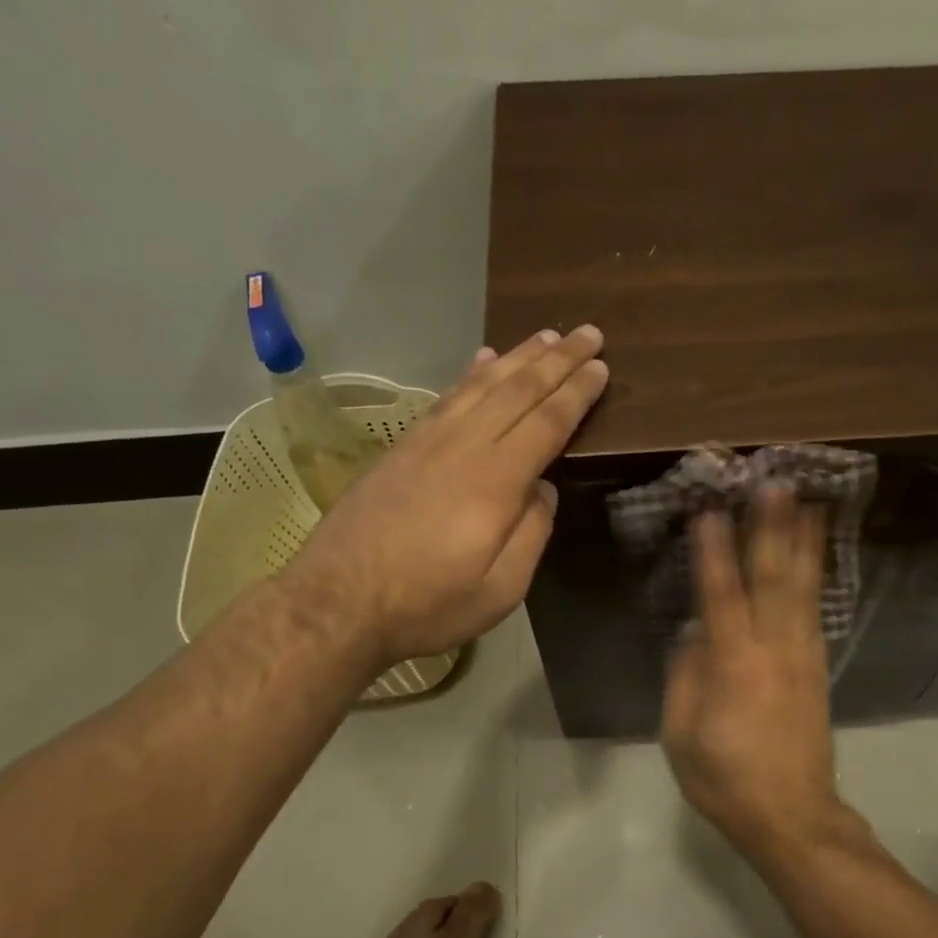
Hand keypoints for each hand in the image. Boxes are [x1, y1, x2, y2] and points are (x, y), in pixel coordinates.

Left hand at [283, 326, 607, 664]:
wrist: (336, 603)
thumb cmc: (427, 604)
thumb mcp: (500, 590)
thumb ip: (531, 534)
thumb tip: (544, 490)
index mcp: (495, 482)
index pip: (547, 423)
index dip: (576, 393)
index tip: (601, 367)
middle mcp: (464, 447)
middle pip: (518, 391)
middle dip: (557, 359)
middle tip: (588, 333)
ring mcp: (428, 442)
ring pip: (481, 385)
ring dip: (518, 357)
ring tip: (546, 335)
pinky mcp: (403, 448)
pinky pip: (448, 397)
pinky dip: (471, 373)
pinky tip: (484, 359)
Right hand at [661, 486, 844, 857]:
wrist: (792, 816)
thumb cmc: (725, 779)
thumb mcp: (681, 735)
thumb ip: (685, 677)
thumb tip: (694, 632)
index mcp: (734, 667)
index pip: (721, 597)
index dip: (714, 552)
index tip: (709, 509)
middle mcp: (774, 650)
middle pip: (773, 579)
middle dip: (772, 528)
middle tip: (776, 482)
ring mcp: (803, 656)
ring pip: (803, 588)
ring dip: (803, 541)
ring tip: (809, 500)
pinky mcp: (818, 666)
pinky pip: (815, 609)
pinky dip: (816, 575)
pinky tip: (815, 553)